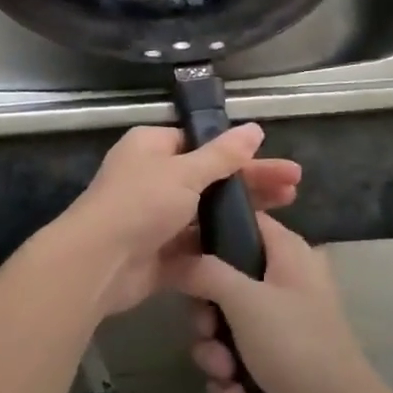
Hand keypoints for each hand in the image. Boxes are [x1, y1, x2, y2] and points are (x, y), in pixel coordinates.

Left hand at [36, 124, 299, 318]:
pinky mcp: (161, 254)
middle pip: (210, 177)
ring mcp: (157, 218)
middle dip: (251, 181)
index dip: (237, 151)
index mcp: (152, 147)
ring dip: (242, 212)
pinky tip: (258, 248)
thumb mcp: (184, 172)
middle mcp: (153, 178)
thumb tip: (255, 128)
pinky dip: (223, 246)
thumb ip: (222, 155)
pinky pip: (198, 246)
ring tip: (287, 211)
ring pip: (207, 212)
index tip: (273, 158)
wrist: (97, 264)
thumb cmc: (140, 203)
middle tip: (295, 185)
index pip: (200, 143)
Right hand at [177, 215, 392, 392]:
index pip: (242, 220)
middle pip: (222, 279)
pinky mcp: (271, 368)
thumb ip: (204, 272)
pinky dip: (229, 380)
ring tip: (226, 372)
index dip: (207, 230)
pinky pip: (232, 363)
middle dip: (206, 313)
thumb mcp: (245, 300)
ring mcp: (277, 329)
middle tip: (207, 328)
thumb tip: (173, 258)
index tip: (177, 250)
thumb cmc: (296, 347)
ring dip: (214, 353)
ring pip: (222, 326)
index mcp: (286, 252)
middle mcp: (281, 283)